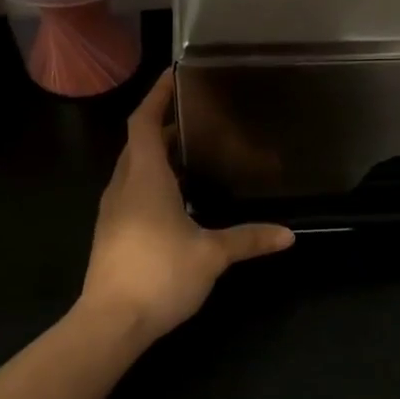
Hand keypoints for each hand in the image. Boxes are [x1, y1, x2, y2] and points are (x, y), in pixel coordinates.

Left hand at [79, 70, 294, 341]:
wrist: (111, 323)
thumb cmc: (160, 275)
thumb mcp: (211, 255)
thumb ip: (248, 239)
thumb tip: (288, 235)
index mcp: (145, 179)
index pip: (144, 122)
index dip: (156, 96)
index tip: (172, 75)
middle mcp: (124, 187)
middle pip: (137, 143)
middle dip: (161, 125)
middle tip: (195, 116)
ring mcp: (113, 211)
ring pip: (133, 169)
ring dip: (156, 154)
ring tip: (190, 152)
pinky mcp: (112, 233)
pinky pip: (132, 192)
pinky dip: (151, 181)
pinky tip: (176, 198)